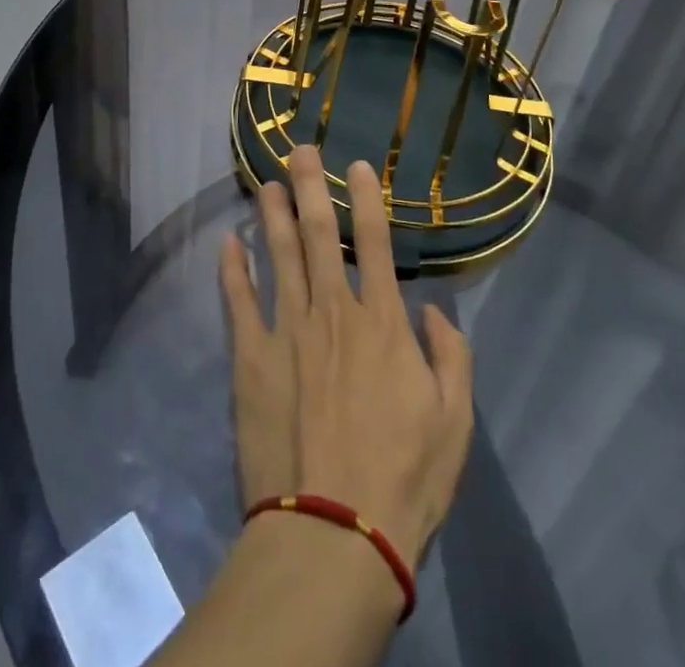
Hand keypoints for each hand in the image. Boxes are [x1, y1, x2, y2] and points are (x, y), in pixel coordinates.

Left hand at [220, 146, 473, 564]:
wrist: (336, 534)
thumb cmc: (404, 479)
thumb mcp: (456, 422)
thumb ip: (452, 357)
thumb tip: (432, 311)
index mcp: (382, 324)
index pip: (376, 244)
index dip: (367, 200)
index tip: (357, 166)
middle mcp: (333, 312)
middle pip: (320, 235)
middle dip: (311, 187)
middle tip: (299, 151)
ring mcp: (287, 332)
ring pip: (279, 256)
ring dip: (273, 214)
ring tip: (266, 182)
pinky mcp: (251, 359)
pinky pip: (239, 303)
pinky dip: (232, 269)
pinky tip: (228, 242)